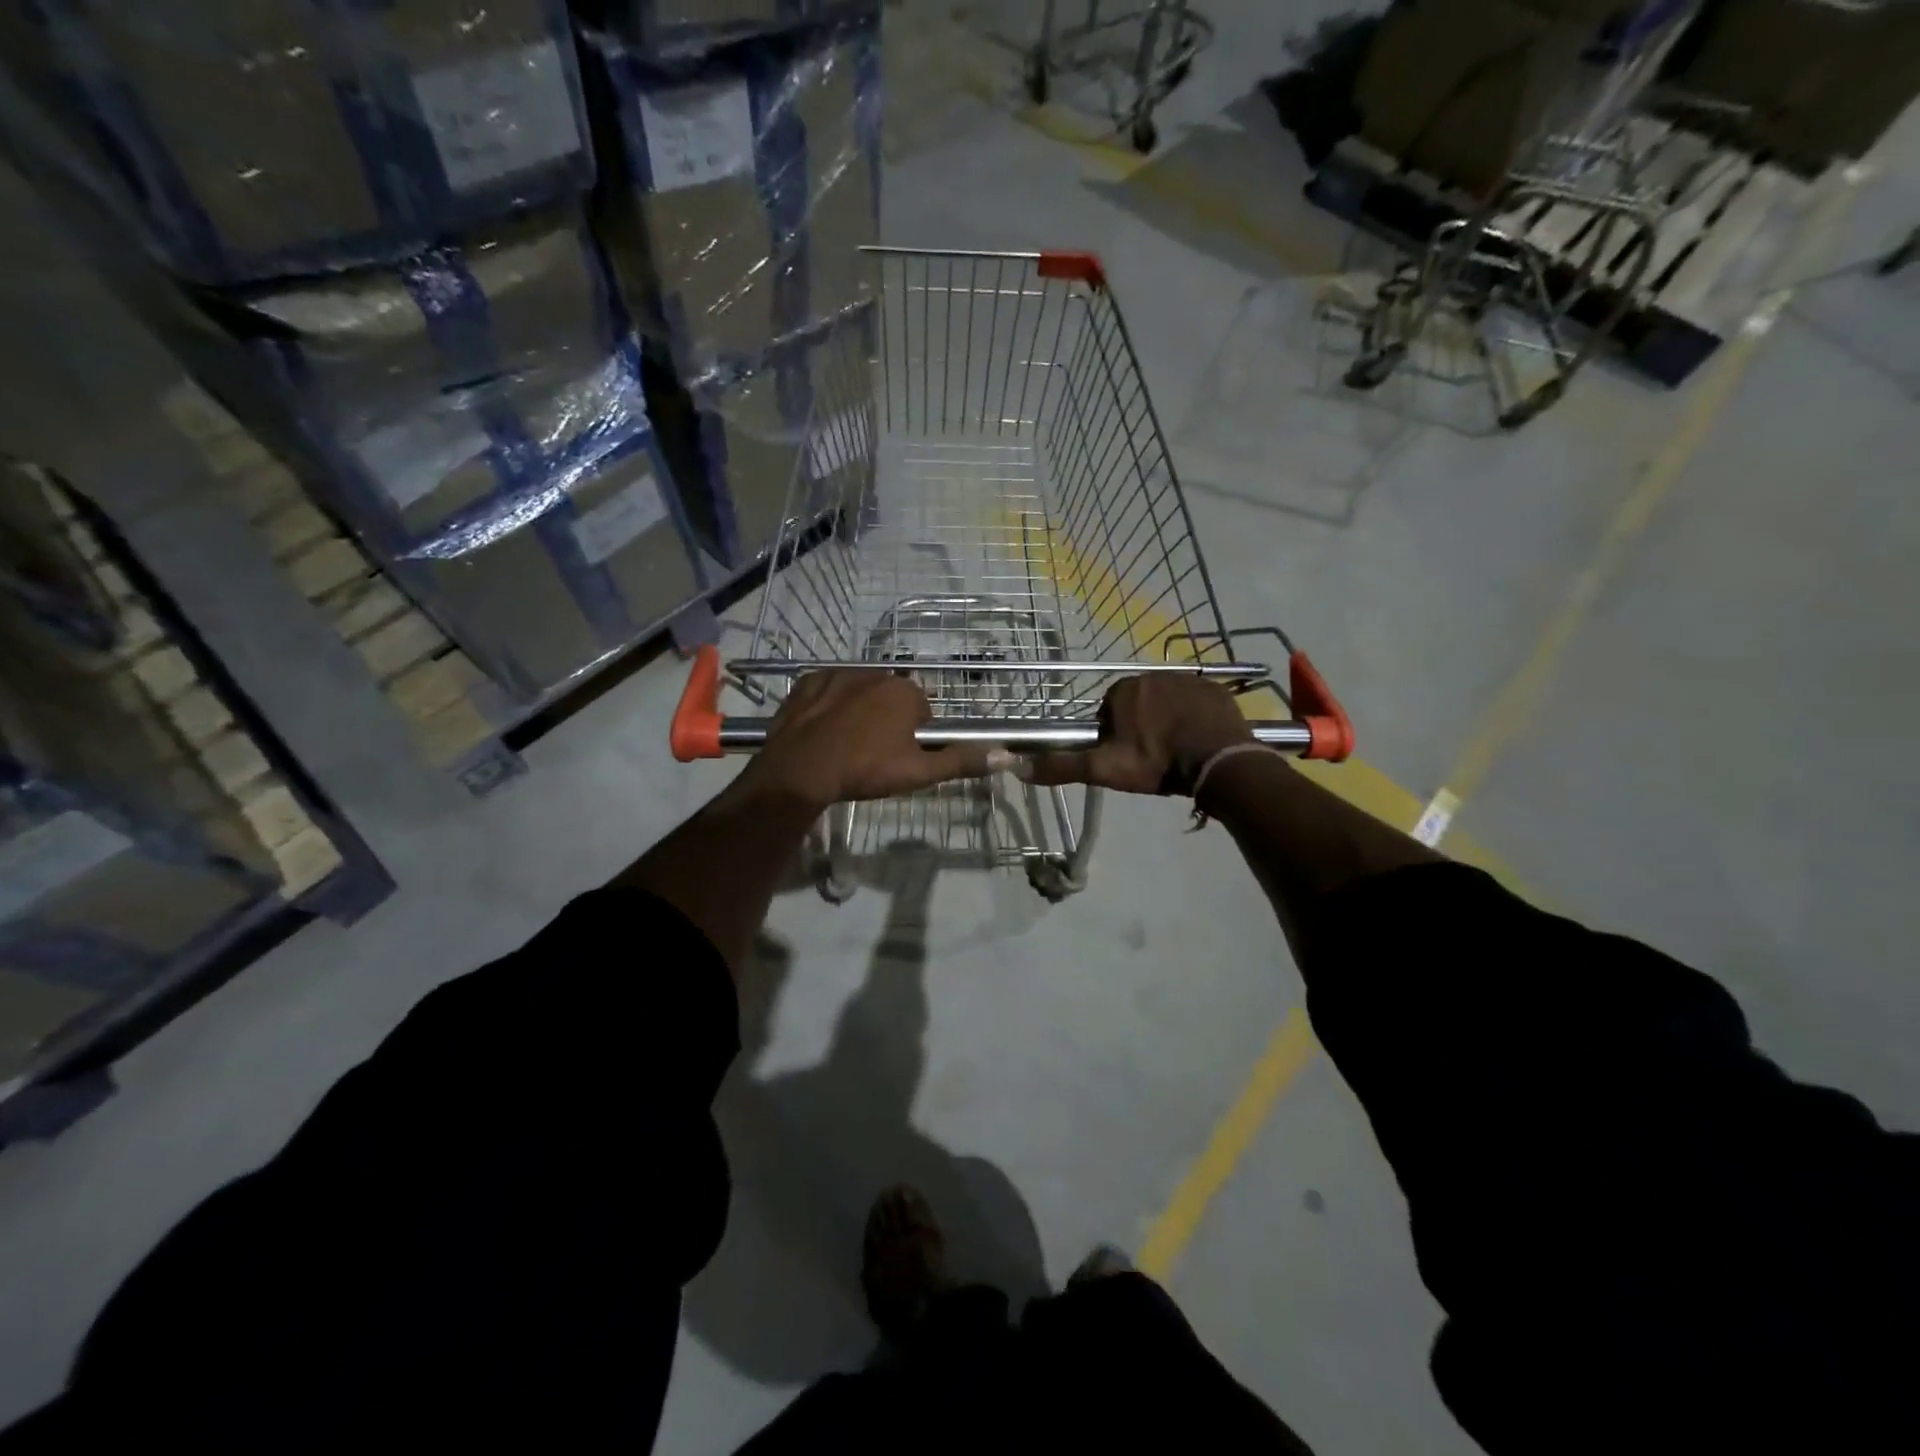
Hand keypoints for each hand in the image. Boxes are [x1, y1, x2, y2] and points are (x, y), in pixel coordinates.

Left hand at [741, 670, 999, 810]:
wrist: (800, 770)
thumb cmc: (865, 770)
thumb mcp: (918, 773)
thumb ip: (962, 761)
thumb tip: (1006, 754)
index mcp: (906, 693)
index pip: (922, 713)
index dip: (913, 738)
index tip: (897, 759)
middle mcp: (876, 674)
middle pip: (891, 700)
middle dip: (886, 722)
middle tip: (871, 756)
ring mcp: (838, 674)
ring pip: (859, 694)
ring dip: (858, 713)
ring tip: (845, 746)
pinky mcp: (808, 681)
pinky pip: (827, 691)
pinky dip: (827, 707)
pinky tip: (822, 732)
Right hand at [1021, 675, 1254, 794]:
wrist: (1217, 762)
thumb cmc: (1156, 763)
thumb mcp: (1104, 769)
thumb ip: (1062, 766)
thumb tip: (1015, 766)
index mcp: (1124, 690)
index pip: (1110, 710)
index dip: (1115, 735)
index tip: (1126, 756)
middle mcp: (1153, 675)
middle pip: (1139, 704)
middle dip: (1142, 725)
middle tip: (1152, 757)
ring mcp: (1188, 679)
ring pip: (1168, 702)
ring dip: (1169, 721)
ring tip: (1177, 751)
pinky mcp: (1215, 689)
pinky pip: (1198, 701)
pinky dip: (1195, 717)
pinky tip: (1199, 740)